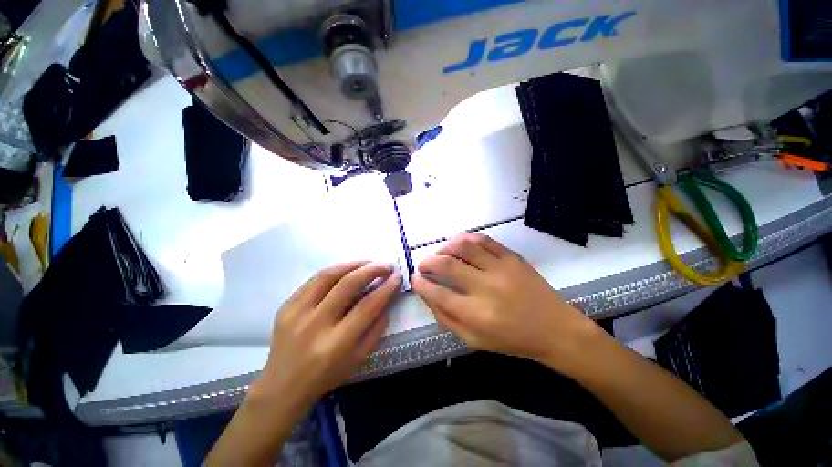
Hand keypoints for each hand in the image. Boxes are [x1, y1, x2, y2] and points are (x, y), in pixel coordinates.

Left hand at [254, 261, 400, 409]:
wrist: (282, 386)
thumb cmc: (326, 376)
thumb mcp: (358, 359)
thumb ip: (376, 329)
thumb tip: (386, 300)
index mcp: (336, 344)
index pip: (367, 306)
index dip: (386, 288)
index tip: (397, 276)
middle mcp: (315, 324)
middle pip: (348, 285)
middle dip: (372, 270)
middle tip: (386, 265)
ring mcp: (296, 312)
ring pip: (329, 275)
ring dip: (353, 264)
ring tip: (369, 262)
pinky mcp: (286, 306)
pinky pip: (314, 280)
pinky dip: (335, 270)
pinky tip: (348, 269)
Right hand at [412, 234, 600, 369]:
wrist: (554, 329)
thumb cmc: (511, 339)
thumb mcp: (474, 340)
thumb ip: (446, 318)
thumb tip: (427, 294)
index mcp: (476, 314)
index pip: (437, 292)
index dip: (421, 283)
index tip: (415, 278)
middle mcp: (486, 288)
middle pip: (447, 265)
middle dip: (428, 262)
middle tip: (423, 264)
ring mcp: (501, 269)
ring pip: (464, 246)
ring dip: (445, 246)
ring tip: (440, 252)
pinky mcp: (512, 257)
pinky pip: (484, 240)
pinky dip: (467, 239)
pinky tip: (460, 244)